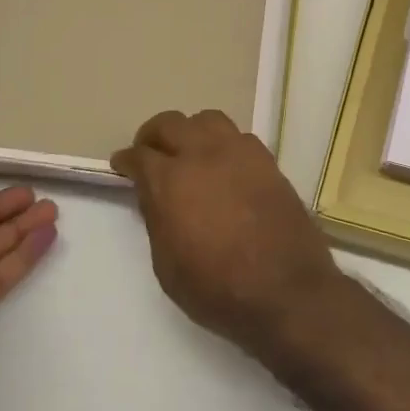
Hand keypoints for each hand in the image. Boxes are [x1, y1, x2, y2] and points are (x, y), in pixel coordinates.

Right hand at [111, 109, 349, 357]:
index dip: (126, 160)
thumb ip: (157, 220)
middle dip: (153, 135)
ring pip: (207, 119)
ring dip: (191, 131)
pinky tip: (225, 165)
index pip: (139, 155)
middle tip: (150, 153)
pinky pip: (239, 136)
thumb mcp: (167, 266)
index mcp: (170, 181)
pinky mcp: (268, 161)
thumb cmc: (217, 289)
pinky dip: (224, 143)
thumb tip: (155, 196)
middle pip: (170, 123)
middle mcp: (202, 155)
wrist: (286, 290)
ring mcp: (239, 153)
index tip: (122, 166)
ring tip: (189, 152)